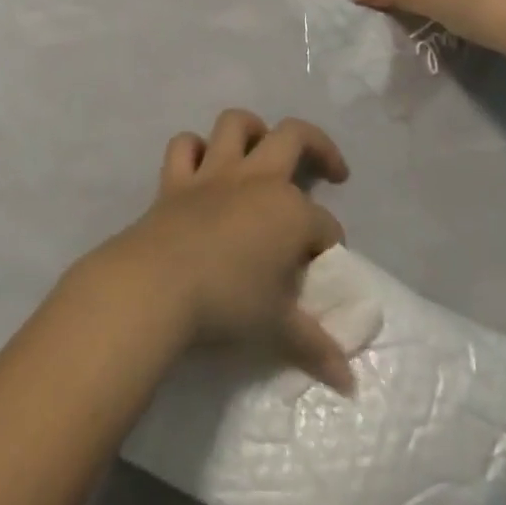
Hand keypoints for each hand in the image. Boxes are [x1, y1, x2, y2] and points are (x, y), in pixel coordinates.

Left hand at [89, 111, 353, 392]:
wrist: (158, 285)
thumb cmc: (227, 303)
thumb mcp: (277, 327)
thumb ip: (314, 345)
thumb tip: (348, 380)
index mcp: (290, 211)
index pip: (324, 225)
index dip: (330, 246)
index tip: (325, 268)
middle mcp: (256, 179)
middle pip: (295, 138)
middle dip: (320, 147)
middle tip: (331, 170)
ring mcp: (213, 173)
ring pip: (235, 124)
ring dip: (252, 128)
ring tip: (263, 145)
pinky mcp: (176, 179)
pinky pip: (183, 147)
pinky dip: (193, 149)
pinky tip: (201, 163)